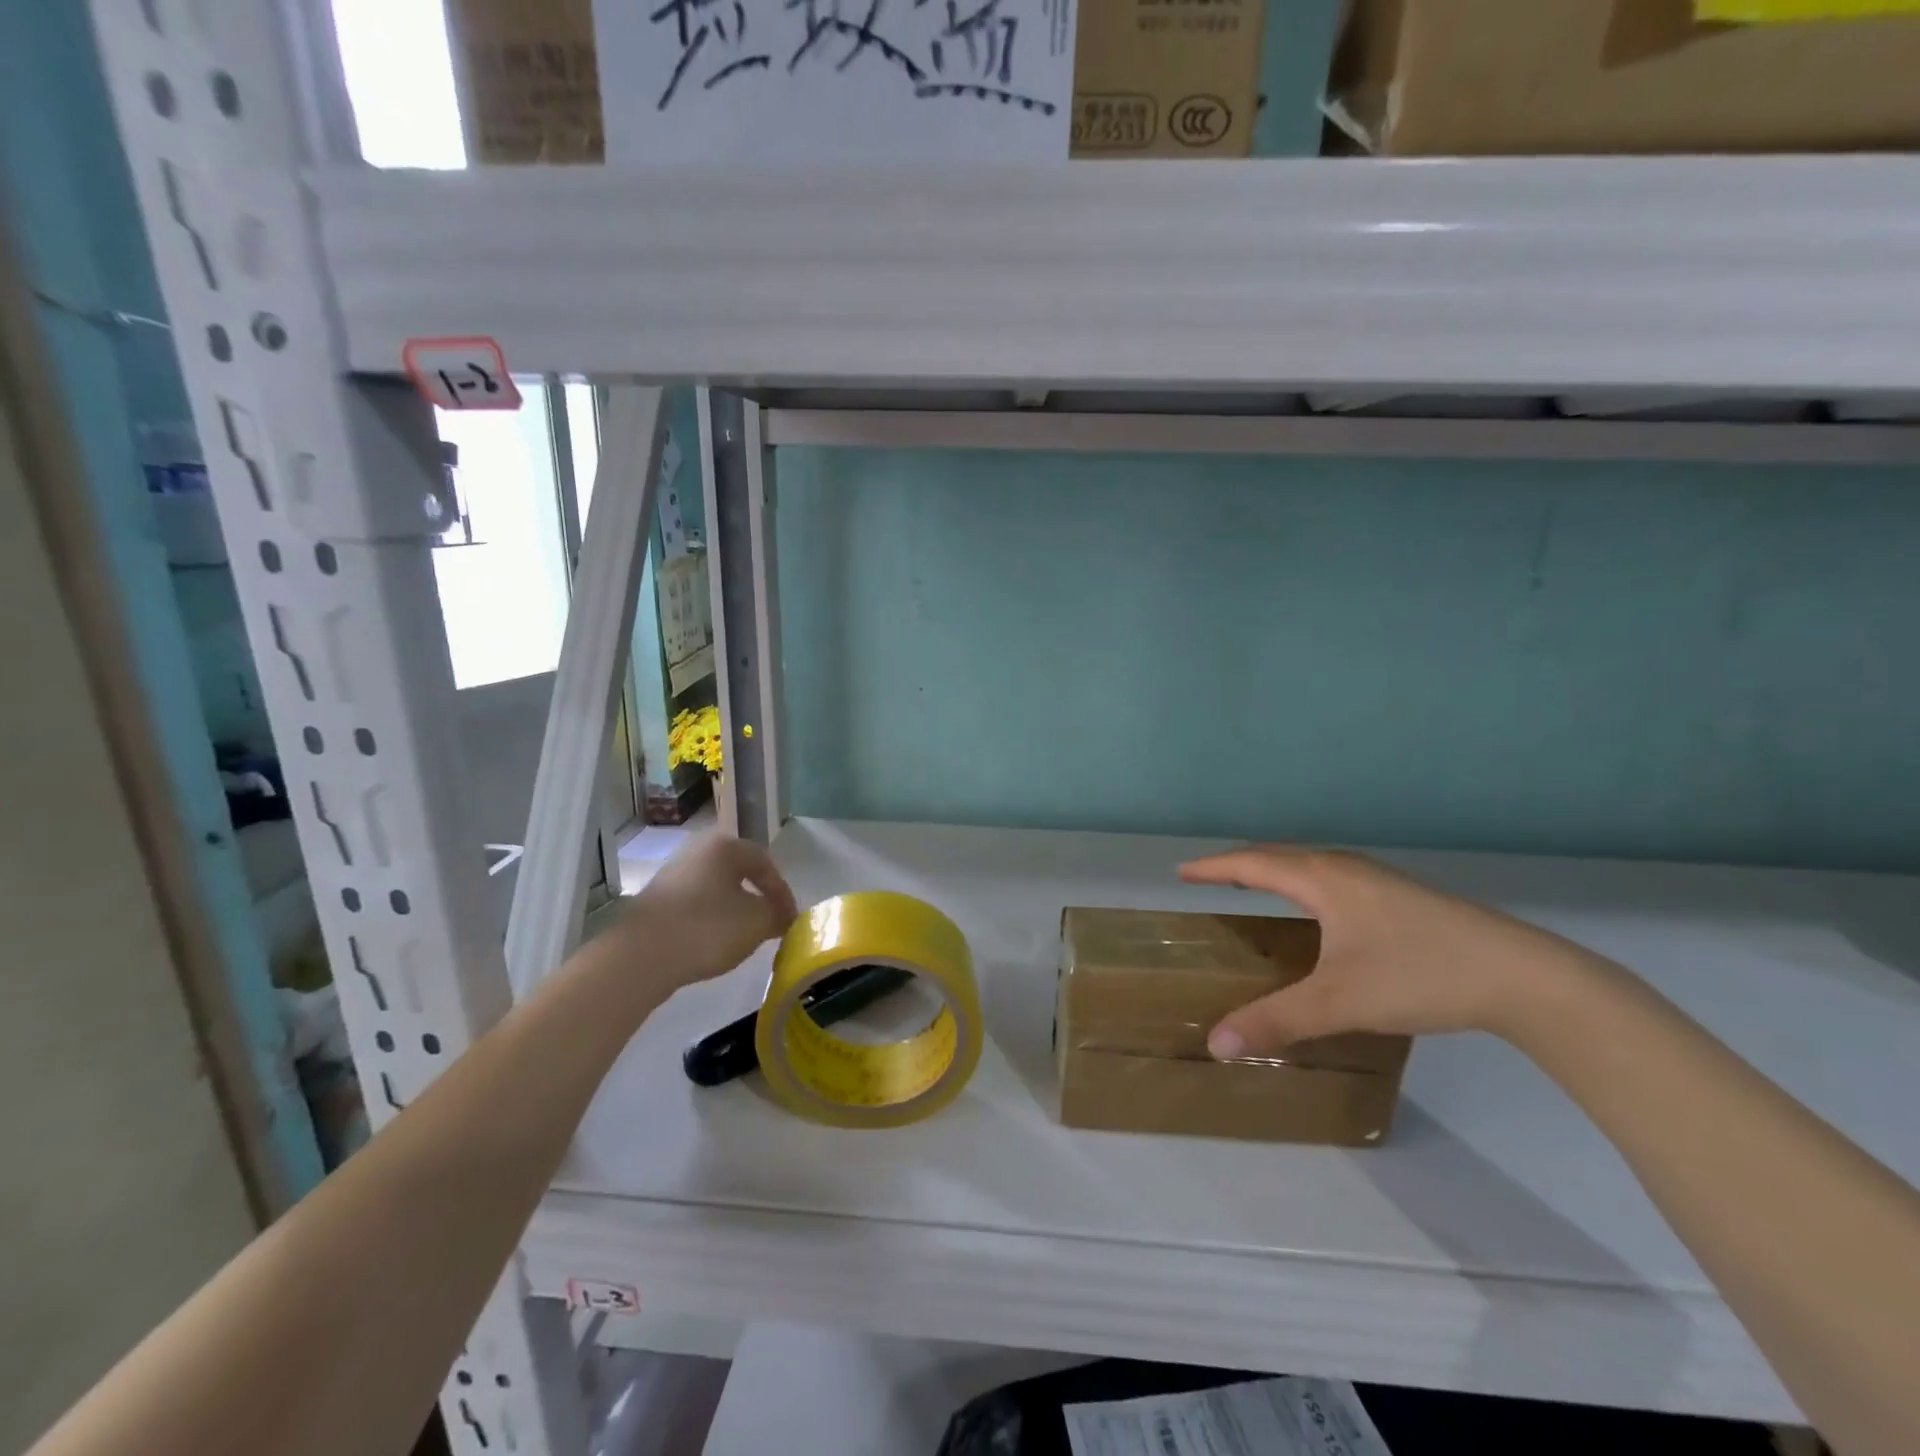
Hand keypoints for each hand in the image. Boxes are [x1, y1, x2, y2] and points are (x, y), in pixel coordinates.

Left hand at [610, 834, 798, 989]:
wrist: (640, 956)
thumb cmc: (707, 928)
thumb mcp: (757, 922)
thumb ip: (778, 914)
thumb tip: (783, 915)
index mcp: (725, 846)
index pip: (765, 863)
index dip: (783, 892)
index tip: (789, 919)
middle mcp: (697, 850)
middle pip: (739, 873)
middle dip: (758, 898)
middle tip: (770, 923)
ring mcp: (673, 874)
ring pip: (717, 889)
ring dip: (735, 910)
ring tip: (744, 936)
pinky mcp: (656, 899)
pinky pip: (696, 904)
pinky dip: (711, 919)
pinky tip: (713, 942)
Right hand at [1180, 846, 1599, 1059]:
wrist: (1523, 977)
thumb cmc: (1418, 975)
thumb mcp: (1338, 1002)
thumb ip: (1275, 1020)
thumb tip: (1215, 1042)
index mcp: (1322, 879)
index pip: (1252, 864)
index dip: (1214, 868)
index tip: (1181, 872)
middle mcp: (1345, 868)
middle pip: (1279, 856)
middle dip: (1241, 865)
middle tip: (1212, 881)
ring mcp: (1379, 880)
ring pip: (1311, 865)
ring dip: (1276, 872)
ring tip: (1256, 891)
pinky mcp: (1403, 897)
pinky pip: (1333, 879)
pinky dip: (1305, 885)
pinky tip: (1320, 915)